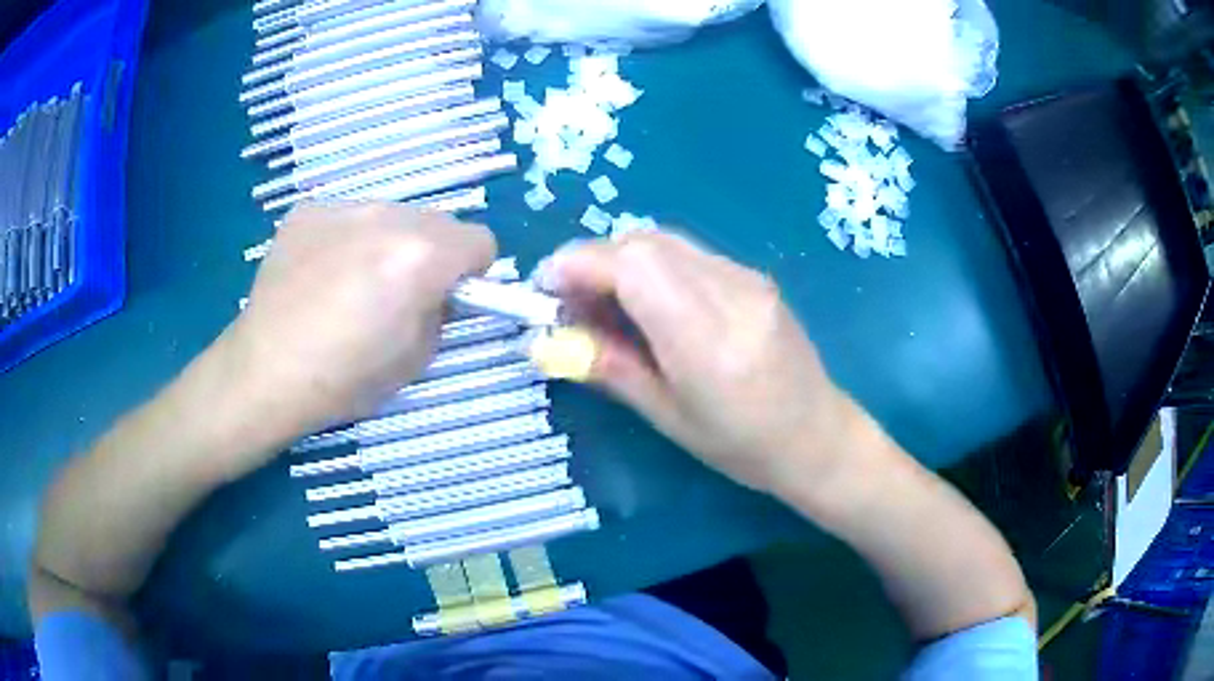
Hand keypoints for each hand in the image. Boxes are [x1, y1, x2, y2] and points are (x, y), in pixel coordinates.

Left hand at [225, 202, 495, 454]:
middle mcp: (386, 216)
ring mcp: (342, 207)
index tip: (451, 297)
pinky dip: (347, 240)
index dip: (473, 272)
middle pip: (436, 222)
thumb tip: (441, 292)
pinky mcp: (307, 211)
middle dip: (432, 253)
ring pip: (391, 215)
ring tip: (353, 283)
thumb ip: (442, 313)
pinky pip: (348, 217)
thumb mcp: (416, 359)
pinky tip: (320, 276)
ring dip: (388, 242)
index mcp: (420, 255)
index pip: (480, 240)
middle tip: (399, 293)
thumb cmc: (344, 379)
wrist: (265, 372)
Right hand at [543, 231, 856, 498]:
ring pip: (666, 241)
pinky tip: (650, 303)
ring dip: (623, 261)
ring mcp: (749, 278)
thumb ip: (609, 368)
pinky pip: (690, 254)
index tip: (546, 285)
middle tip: (573, 302)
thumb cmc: (742, 447)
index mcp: (709, 340)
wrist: (817, 435)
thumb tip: (549, 341)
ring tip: (606, 303)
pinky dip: (654, 266)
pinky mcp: (754, 276)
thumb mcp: (668, 417)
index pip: (635, 267)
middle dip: (596, 261)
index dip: (581, 264)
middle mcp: (732, 293)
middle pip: (646, 242)